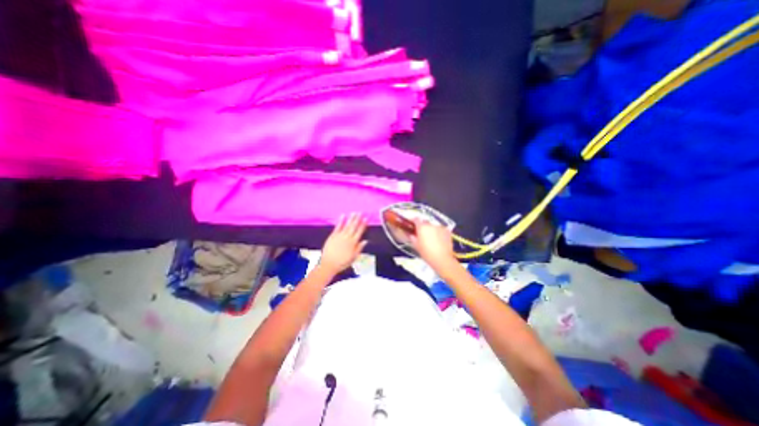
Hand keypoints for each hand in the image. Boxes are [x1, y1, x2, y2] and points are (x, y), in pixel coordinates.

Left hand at [318, 211, 369, 273]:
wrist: (329, 264)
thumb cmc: (342, 263)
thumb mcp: (354, 257)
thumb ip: (359, 248)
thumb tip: (365, 241)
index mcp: (353, 243)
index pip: (360, 232)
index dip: (363, 224)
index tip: (366, 218)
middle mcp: (348, 238)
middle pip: (354, 226)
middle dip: (358, 219)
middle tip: (361, 212)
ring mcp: (340, 236)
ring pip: (347, 225)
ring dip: (351, 218)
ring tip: (354, 212)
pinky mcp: (333, 236)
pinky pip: (338, 227)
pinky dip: (341, 221)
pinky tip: (343, 215)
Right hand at [414, 220, 451, 269]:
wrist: (442, 259)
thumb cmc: (426, 253)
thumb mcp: (416, 246)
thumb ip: (412, 238)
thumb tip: (411, 234)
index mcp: (422, 227)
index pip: (416, 219)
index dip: (414, 221)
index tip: (413, 225)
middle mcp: (431, 224)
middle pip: (425, 222)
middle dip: (423, 227)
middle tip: (422, 234)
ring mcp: (440, 227)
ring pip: (433, 226)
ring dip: (432, 230)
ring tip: (432, 238)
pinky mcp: (447, 231)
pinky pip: (441, 229)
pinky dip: (439, 233)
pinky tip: (439, 240)